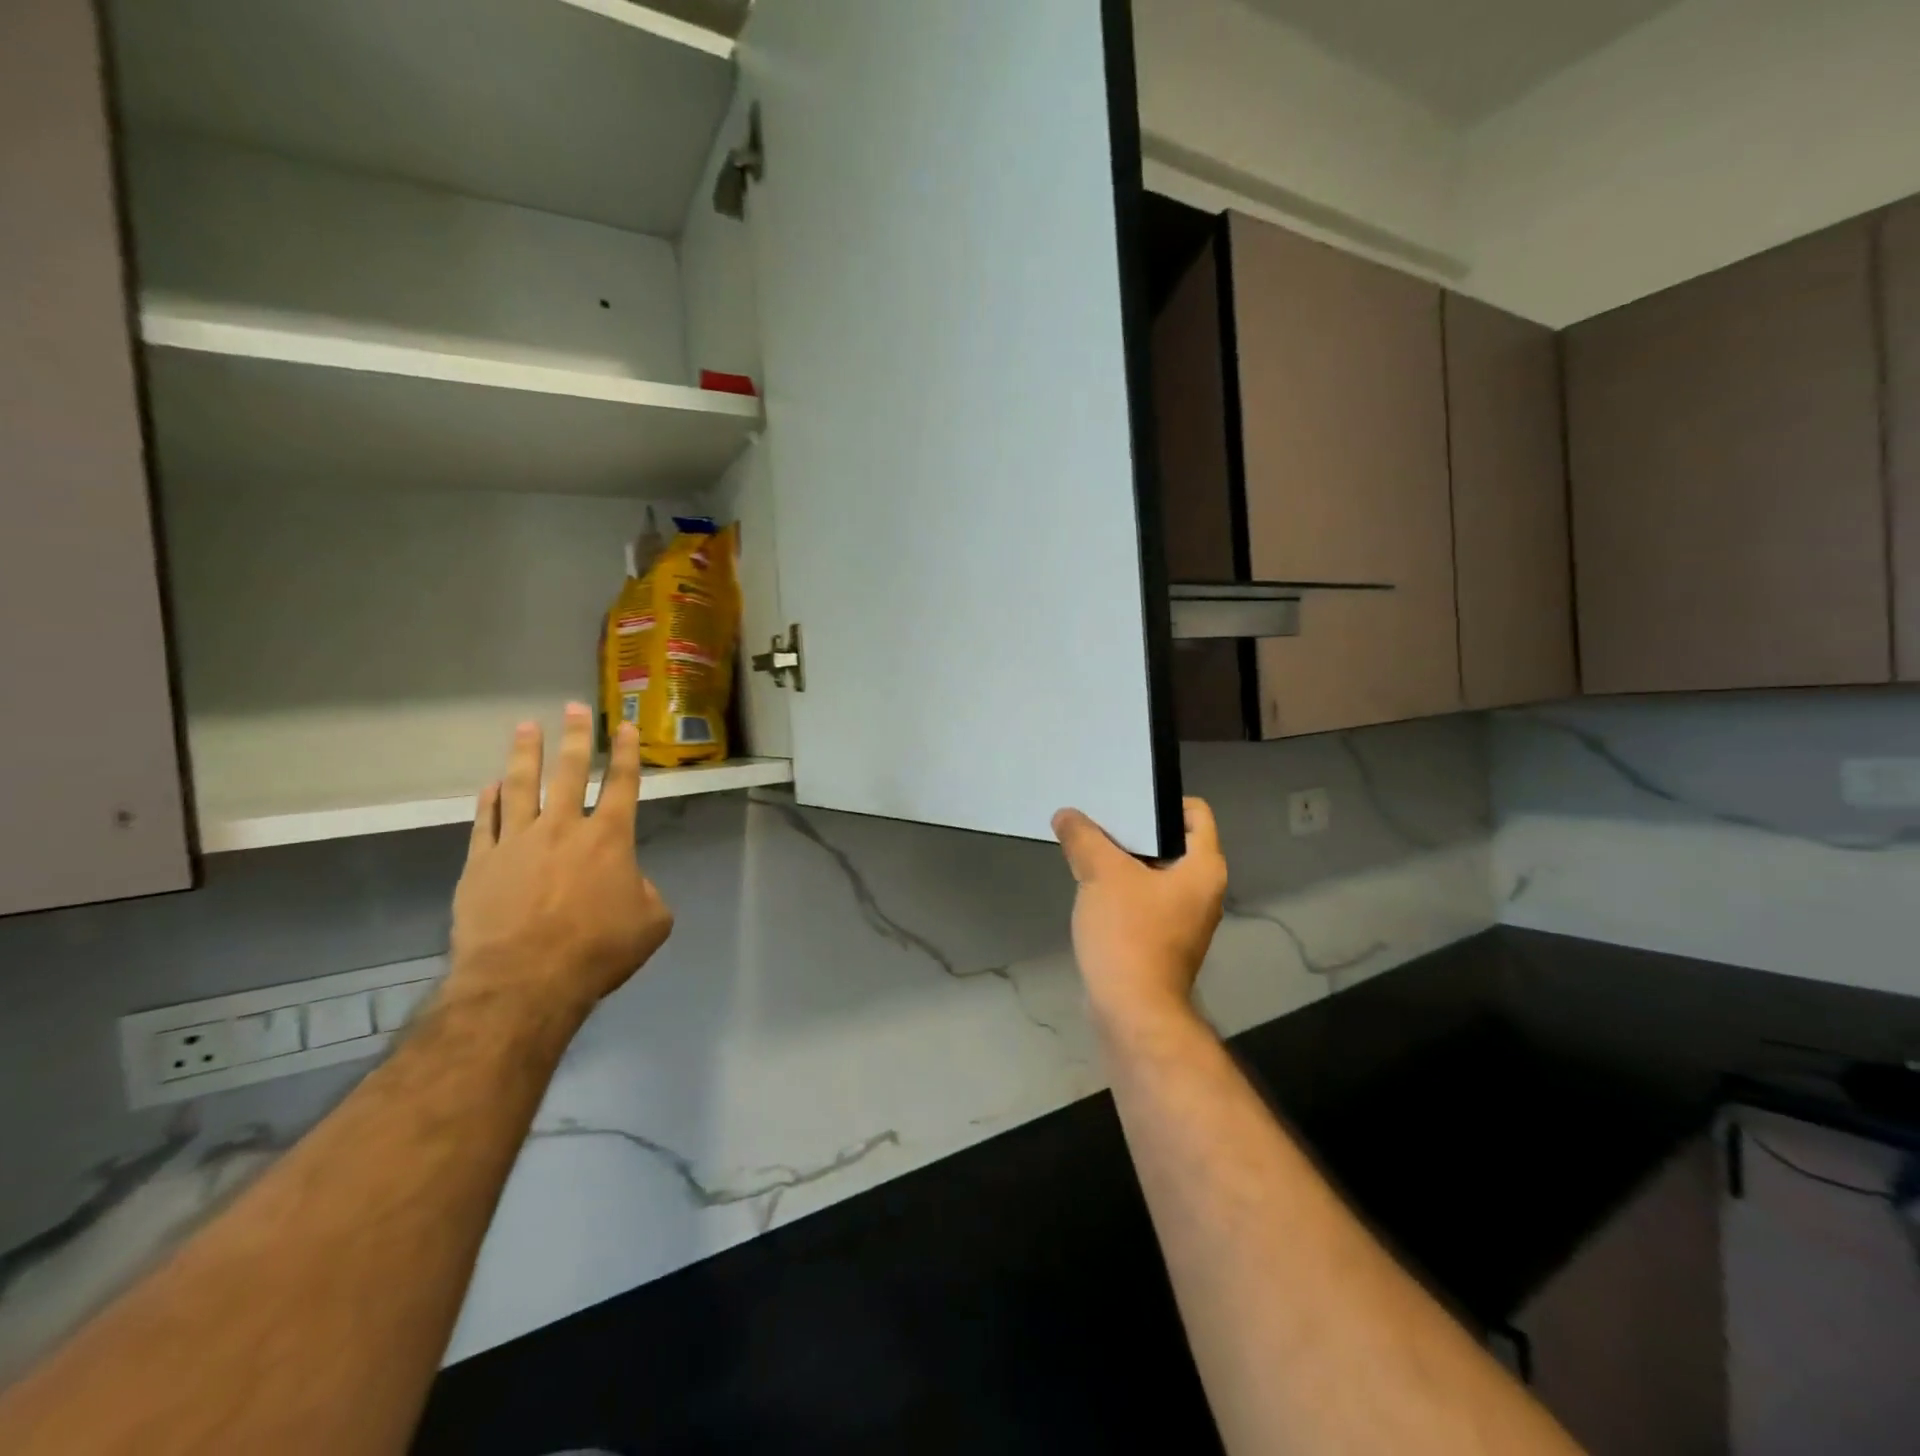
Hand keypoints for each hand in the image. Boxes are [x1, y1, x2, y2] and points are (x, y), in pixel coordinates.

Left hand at [448, 704, 673, 1024]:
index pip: (621, 783)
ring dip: (525, 754)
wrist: (524, 979)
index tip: (624, 725)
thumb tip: (630, 884)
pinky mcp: (481, 864)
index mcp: (609, 837)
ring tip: (525, 727)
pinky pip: (485, 822)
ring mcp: (516, 842)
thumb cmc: (597, 949)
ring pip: (521, 786)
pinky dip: (489, 801)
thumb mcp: (650, 922)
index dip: (625, 752)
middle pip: (569, 771)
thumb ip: (647, 892)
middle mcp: (563, 828)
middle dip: (575, 736)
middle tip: (573, 707)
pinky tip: (490, 786)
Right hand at [1052, 798, 1227, 1034]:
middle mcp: (1202, 891)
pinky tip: (1089, 884)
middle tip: (1097, 817)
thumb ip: (1083, 837)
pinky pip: (1142, 898)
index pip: (1195, 813)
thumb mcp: (1102, 874)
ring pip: (1153, 871)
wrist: (1131, 1011)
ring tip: (1086, 845)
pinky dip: (1120, 887)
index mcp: (1204, 868)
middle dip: (1133, 828)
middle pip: (1170, 841)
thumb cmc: (1129, 933)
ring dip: (1122, 858)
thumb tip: (1066, 815)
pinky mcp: (1161, 939)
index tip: (1123, 799)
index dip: (1161, 800)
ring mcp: (1182, 918)